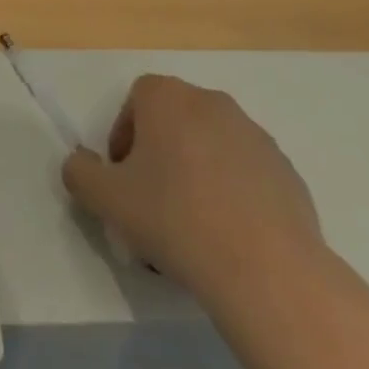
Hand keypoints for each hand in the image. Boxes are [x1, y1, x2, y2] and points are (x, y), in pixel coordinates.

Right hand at [61, 75, 323, 298]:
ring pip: (211, 147)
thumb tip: (80, 164)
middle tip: (154, 203)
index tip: (125, 181)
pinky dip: (234, 195)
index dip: (124, 138)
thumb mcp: (106, 199)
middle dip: (160, 154)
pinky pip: (247, 175)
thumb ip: (80, 173)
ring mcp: (255, 136)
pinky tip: (230, 237)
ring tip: (194, 227)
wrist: (268, 272)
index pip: (135, 101)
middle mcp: (211, 102)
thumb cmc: (175, 219)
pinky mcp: (288, 173)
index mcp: (166, 96)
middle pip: (174, 121)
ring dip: (198, 173)